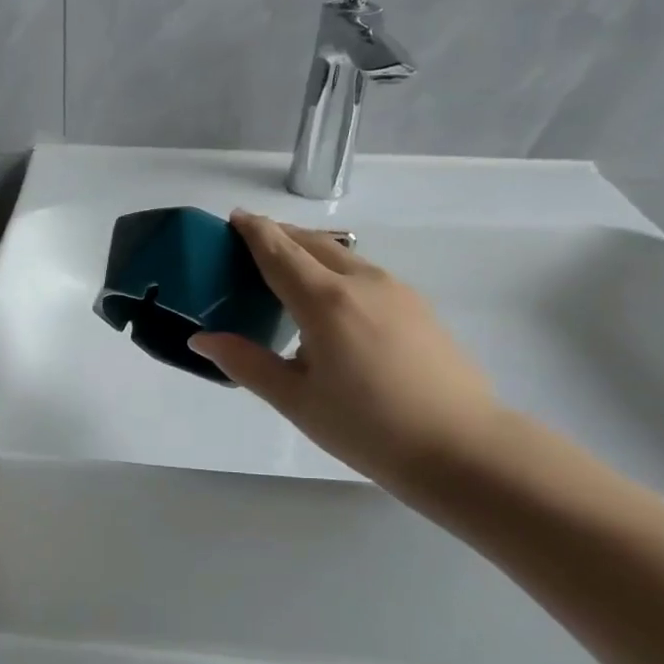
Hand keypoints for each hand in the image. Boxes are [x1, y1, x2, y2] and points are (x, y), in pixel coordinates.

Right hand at [192, 212, 500, 490]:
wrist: (461, 447)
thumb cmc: (368, 428)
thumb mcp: (296, 400)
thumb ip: (247, 363)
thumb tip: (201, 339)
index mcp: (326, 302)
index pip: (280, 251)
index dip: (255, 231)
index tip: (234, 217)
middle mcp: (362, 282)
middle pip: (313, 243)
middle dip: (281, 235)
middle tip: (251, 242)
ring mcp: (397, 290)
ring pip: (344, 255)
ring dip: (310, 252)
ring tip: (287, 271)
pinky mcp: (418, 306)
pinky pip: (365, 273)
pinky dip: (336, 271)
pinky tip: (332, 304)